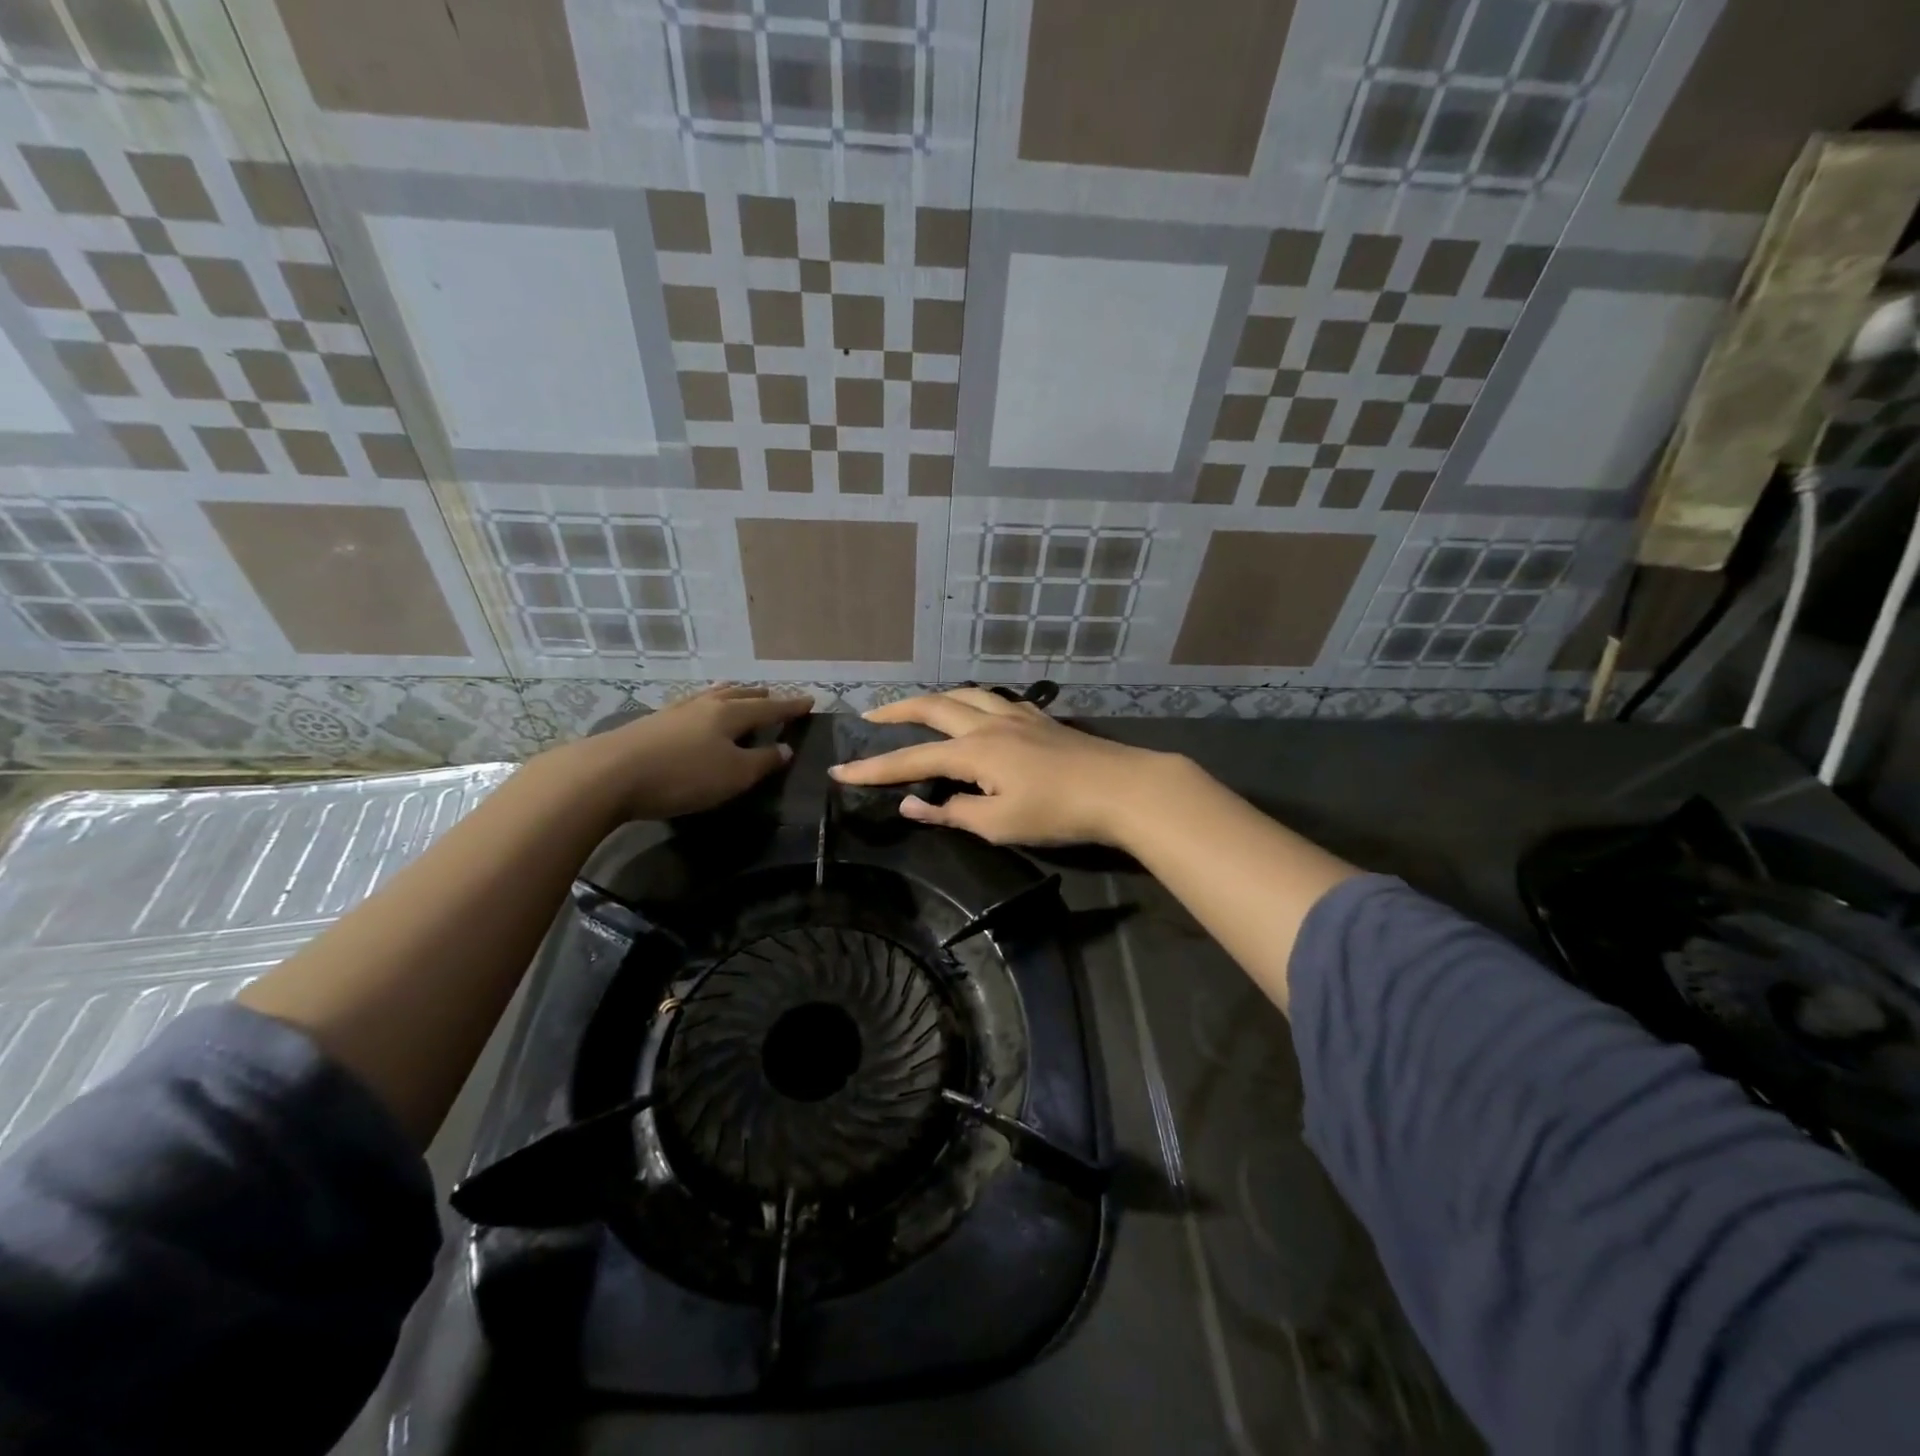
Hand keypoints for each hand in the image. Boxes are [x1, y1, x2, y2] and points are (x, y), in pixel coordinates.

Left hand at [541, 685, 812, 820]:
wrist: (608, 775)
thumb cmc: (682, 775)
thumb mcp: (733, 775)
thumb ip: (763, 762)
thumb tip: (786, 748)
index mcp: (729, 714)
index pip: (769, 706)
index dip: (790, 706)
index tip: (809, 701)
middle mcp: (704, 705)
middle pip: (738, 695)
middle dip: (759, 695)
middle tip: (774, 695)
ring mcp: (674, 712)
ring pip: (710, 697)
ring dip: (730, 696)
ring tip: (737, 695)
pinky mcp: (651, 725)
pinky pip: (690, 707)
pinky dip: (705, 707)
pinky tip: (696, 715)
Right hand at [827, 688, 1179, 847]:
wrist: (1122, 788)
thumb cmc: (1058, 812)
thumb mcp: (1000, 825)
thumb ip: (952, 813)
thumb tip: (911, 804)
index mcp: (974, 751)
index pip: (911, 760)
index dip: (873, 768)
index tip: (839, 771)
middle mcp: (989, 724)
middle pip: (934, 707)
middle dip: (898, 710)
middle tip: (872, 715)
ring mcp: (1018, 716)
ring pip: (966, 694)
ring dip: (936, 698)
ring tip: (920, 706)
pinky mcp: (1041, 718)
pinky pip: (996, 699)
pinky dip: (974, 701)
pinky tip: (980, 710)